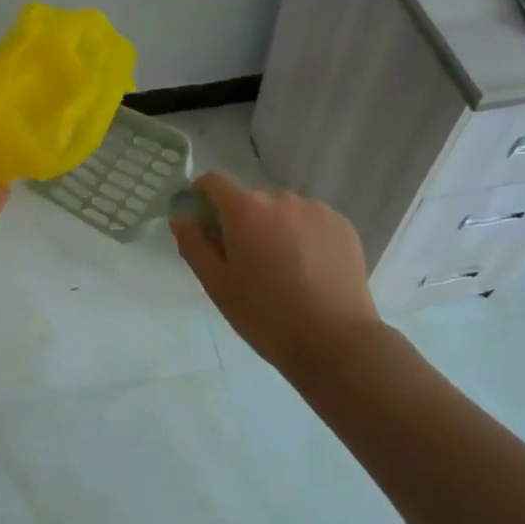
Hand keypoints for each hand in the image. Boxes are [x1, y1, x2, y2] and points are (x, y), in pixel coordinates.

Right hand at [171, 170, 386, 371]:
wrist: (336, 342)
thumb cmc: (266, 315)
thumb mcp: (216, 284)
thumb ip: (192, 243)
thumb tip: (182, 217)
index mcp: (246, 208)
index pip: (213, 181)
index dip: (203, 198)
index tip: (206, 227)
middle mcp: (281, 197)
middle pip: (249, 197)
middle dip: (241, 220)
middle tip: (246, 262)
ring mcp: (316, 209)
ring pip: (281, 210)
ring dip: (274, 227)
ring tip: (283, 269)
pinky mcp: (342, 224)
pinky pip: (310, 220)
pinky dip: (302, 235)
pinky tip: (309, 270)